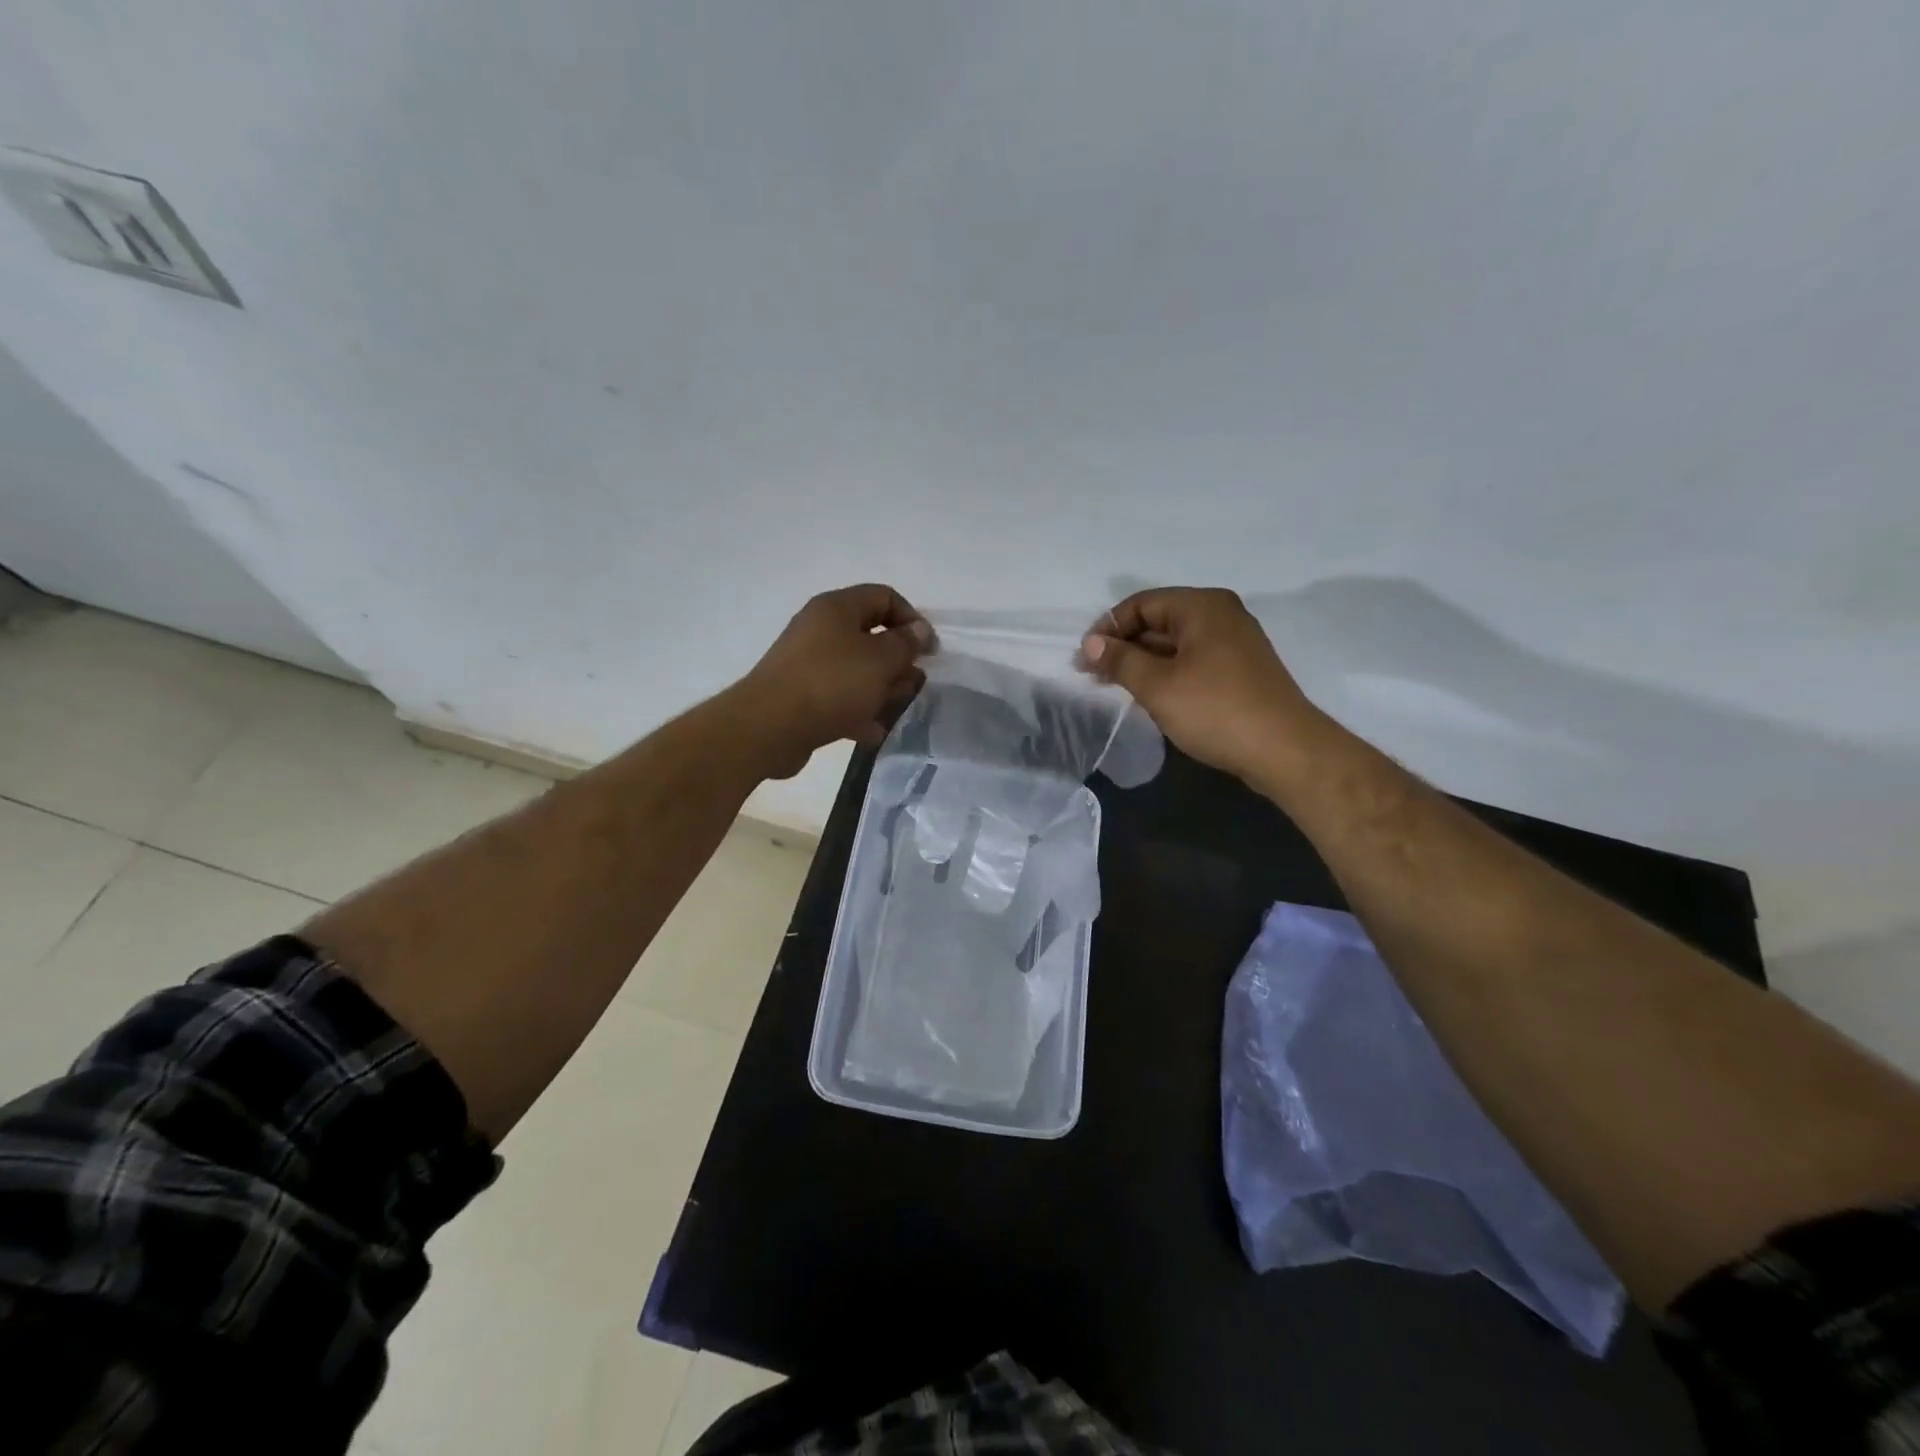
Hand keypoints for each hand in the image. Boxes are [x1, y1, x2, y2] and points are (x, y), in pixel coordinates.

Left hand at [734, 584, 931, 777]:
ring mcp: (808, 663)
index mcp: (837, 608)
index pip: (884, 597)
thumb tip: (919, 630)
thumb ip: (905, 643)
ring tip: (896, 709)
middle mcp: (820, 629)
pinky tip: (873, 731)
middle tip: (913, 684)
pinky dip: (857, 711)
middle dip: (898, 660)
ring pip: (856, 670)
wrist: (769, 726)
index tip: (929, 651)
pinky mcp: (801, 696)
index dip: (912, 619)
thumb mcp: (880, 659)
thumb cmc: (831, 683)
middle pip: (870, 635)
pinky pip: (838, 697)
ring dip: (881, 688)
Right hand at [1080, 587, 1319, 780]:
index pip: (1141, 604)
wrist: (1284, 750)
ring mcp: (1234, 642)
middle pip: (1159, 620)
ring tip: (1113, 686)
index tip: (1084, 659)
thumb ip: (1120, 660)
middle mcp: (1220, 614)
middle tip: (1092, 675)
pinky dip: (1166, 671)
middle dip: (1123, 645)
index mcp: (1202, 606)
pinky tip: (1149, 693)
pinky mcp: (1240, 669)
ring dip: (1142, 661)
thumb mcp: (1157, 686)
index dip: (1108, 628)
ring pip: (1175, 642)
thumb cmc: (1215, 710)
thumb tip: (1091, 643)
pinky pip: (1192, 659)